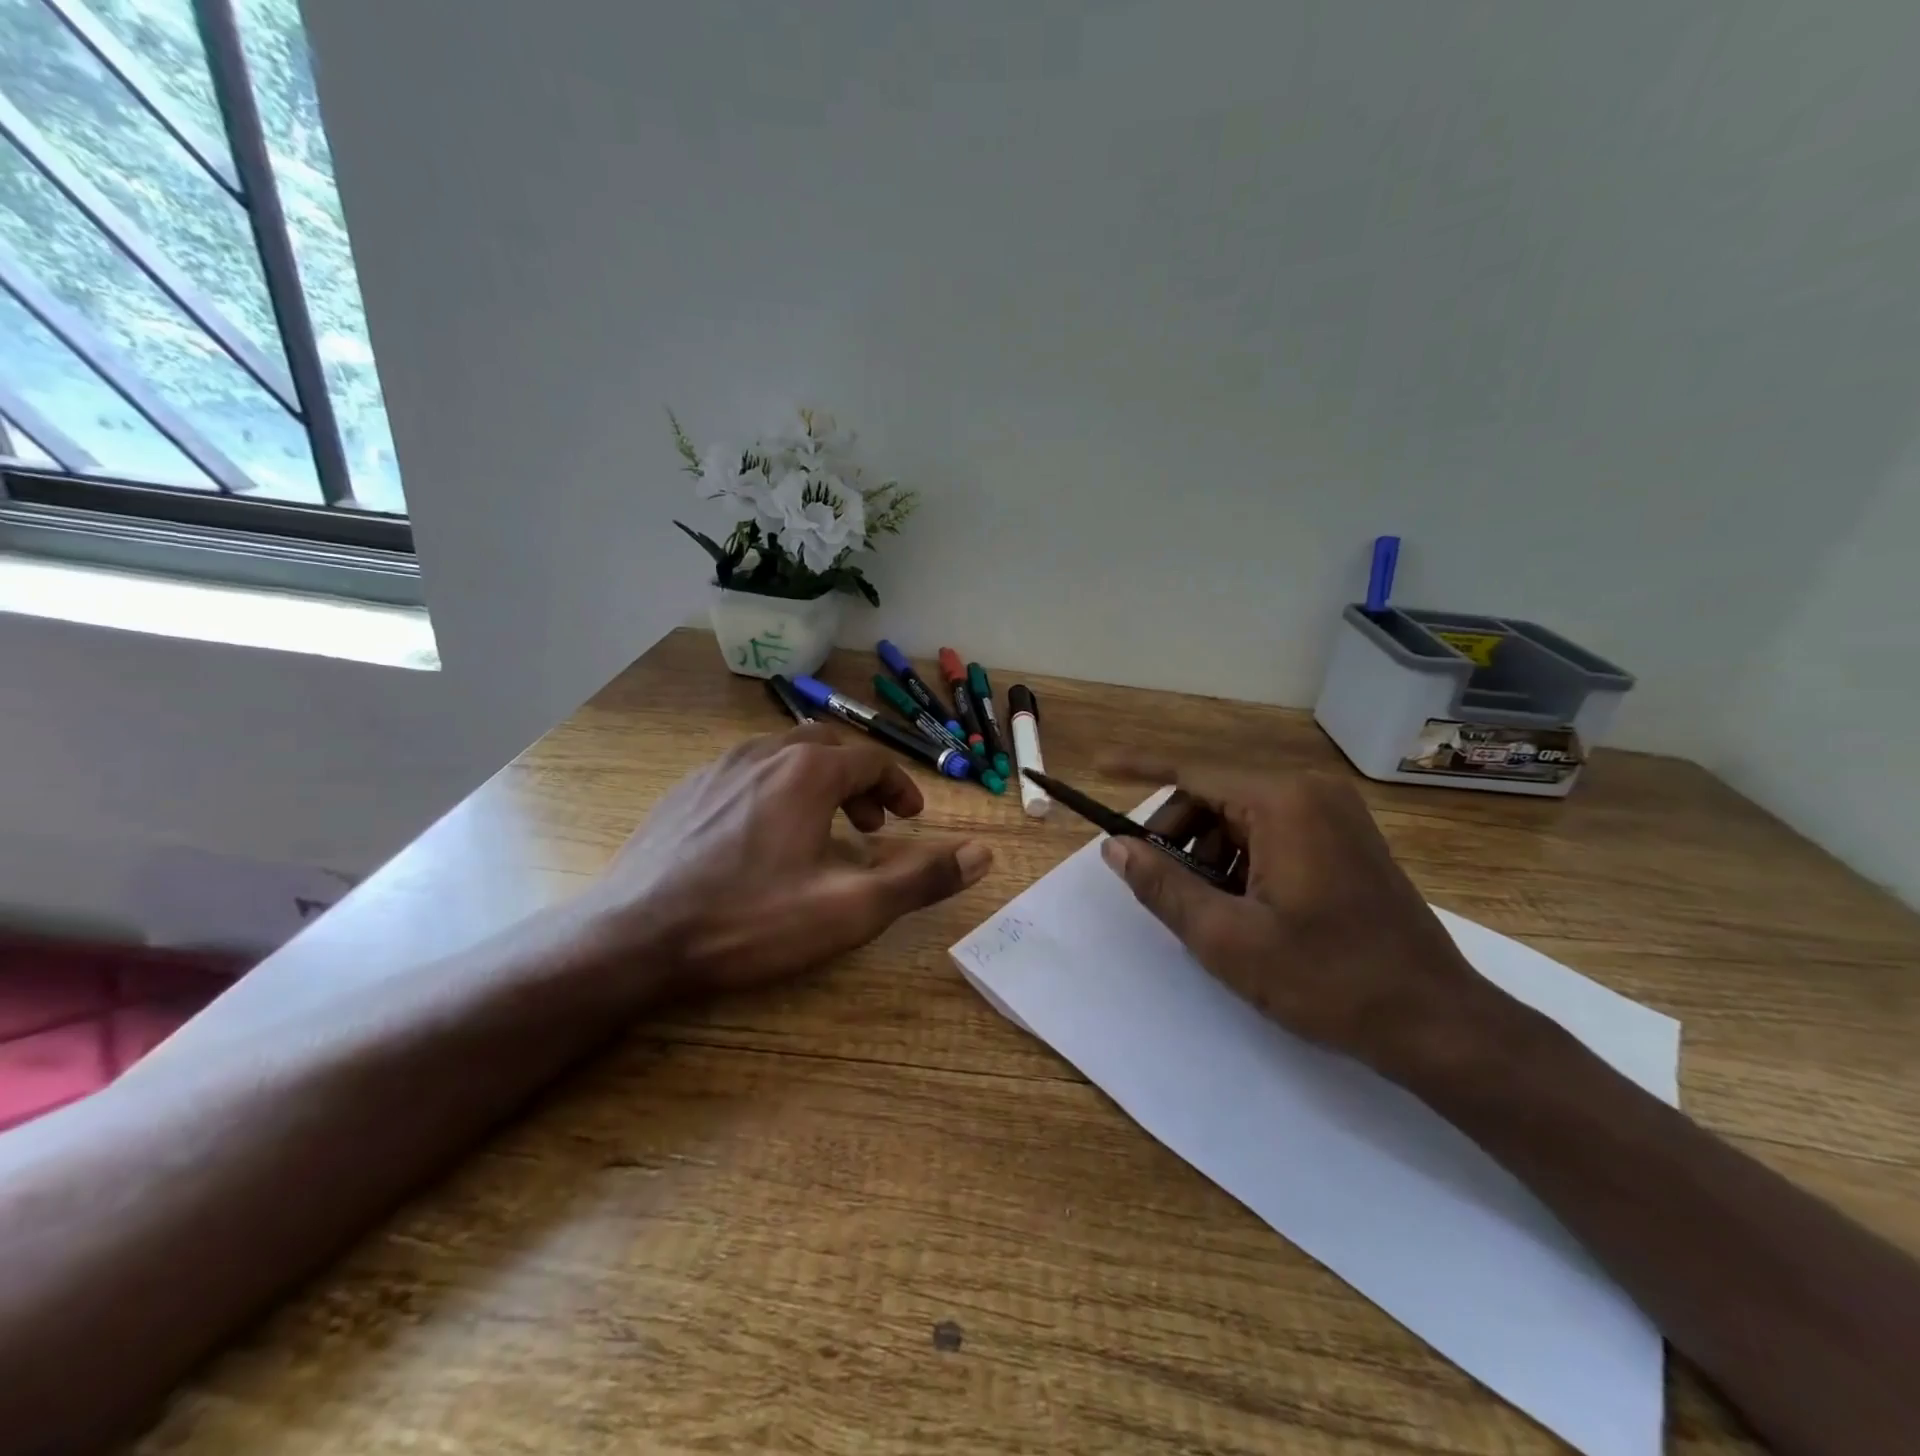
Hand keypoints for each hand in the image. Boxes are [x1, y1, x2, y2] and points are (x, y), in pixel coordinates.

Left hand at [581, 725, 991, 999]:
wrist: (633, 938)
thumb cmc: (749, 921)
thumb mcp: (849, 909)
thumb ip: (920, 879)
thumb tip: (984, 855)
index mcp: (806, 772)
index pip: (869, 761)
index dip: (898, 787)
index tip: (909, 818)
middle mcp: (762, 754)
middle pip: (827, 748)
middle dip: (858, 782)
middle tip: (870, 826)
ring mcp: (716, 769)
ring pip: (782, 757)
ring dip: (815, 784)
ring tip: (820, 831)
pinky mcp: (683, 791)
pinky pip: (744, 774)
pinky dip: (773, 792)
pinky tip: (760, 838)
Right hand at [1100, 757, 1509, 1080]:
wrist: (1436, 1022)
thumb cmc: (1328, 979)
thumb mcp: (1226, 938)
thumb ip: (1162, 886)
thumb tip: (1114, 847)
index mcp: (1283, 802)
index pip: (1191, 772)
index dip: (1139, 769)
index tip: (1098, 767)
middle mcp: (1310, 792)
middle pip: (1214, 795)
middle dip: (1177, 835)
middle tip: (1158, 886)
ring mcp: (1334, 814)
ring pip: (1240, 816)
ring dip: (1209, 854)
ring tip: (1209, 911)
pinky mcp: (1345, 839)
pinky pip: (1271, 832)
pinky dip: (1241, 860)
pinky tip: (1244, 909)